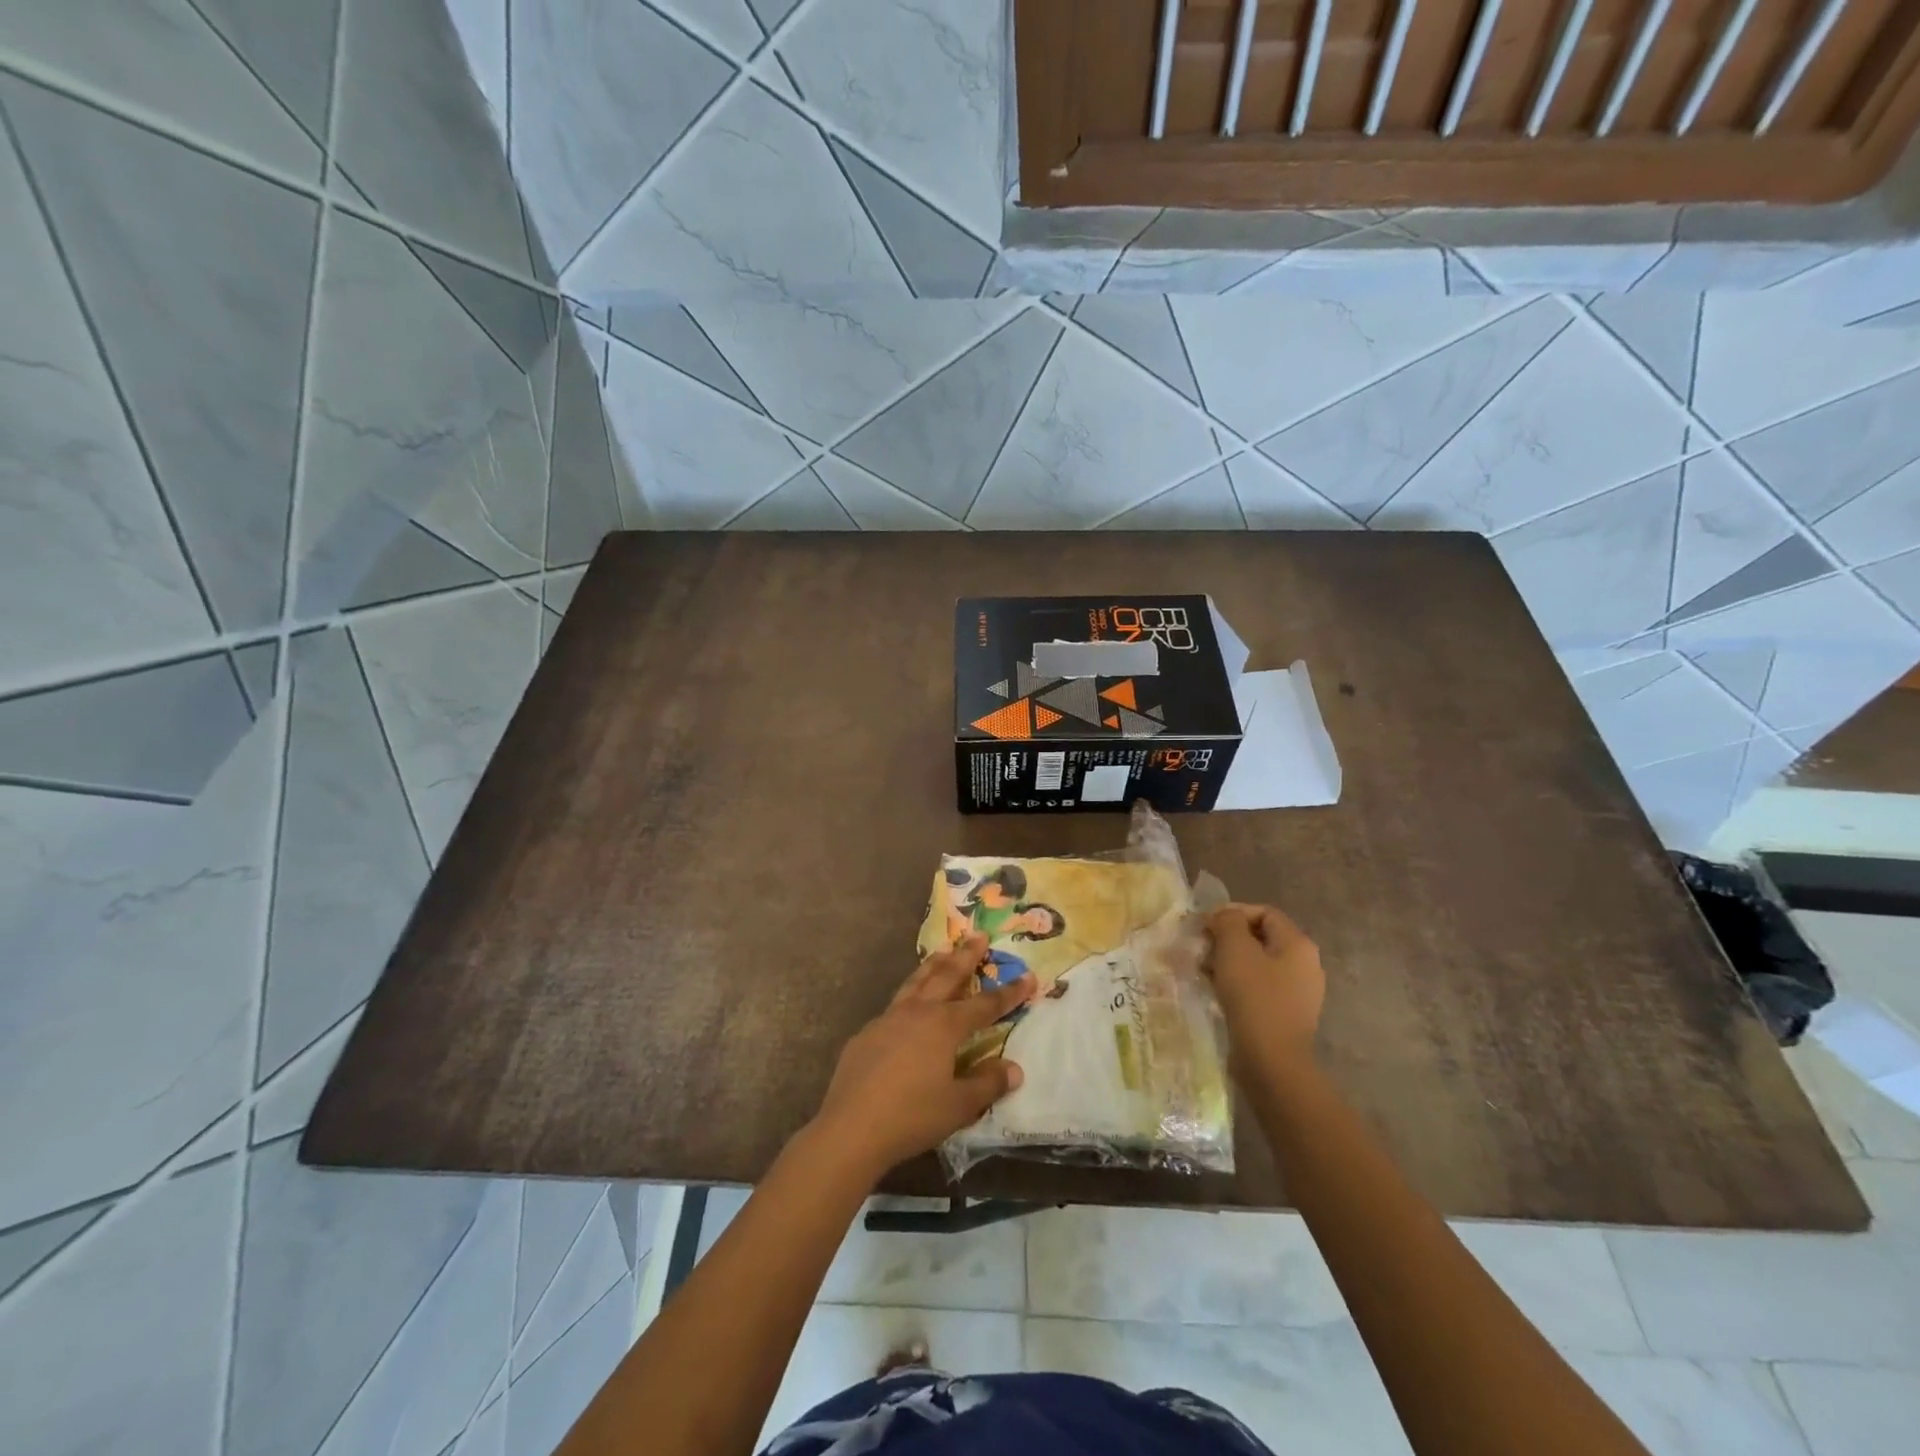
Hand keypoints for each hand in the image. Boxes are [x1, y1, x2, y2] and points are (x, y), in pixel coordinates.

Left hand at [808, 934, 1034, 1178]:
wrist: (851, 1128)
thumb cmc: (912, 1116)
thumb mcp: (959, 1106)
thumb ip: (988, 1084)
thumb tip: (1014, 1069)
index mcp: (944, 1026)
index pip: (985, 1005)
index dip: (1009, 992)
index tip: (1028, 976)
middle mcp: (918, 1012)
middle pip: (947, 976)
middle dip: (966, 956)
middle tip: (978, 935)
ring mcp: (888, 1019)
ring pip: (916, 982)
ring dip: (933, 965)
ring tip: (943, 951)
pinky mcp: (866, 1034)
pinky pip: (894, 1007)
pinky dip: (908, 997)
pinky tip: (907, 1008)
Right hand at [1206, 903, 1324, 1064]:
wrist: (1272, 1060)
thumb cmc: (1254, 996)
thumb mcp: (1235, 948)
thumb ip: (1227, 921)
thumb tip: (1223, 917)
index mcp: (1298, 943)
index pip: (1263, 912)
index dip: (1232, 913)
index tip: (1205, 926)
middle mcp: (1305, 964)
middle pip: (1260, 938)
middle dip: (1228, 939)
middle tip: (1202, 949)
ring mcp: (1298, 992)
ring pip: (1257, 963)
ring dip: (1229, 962)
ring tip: (1205, 971)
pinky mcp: (1286, 1014)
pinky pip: (1259, 987)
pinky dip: (1237, 984)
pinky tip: (1218, 992)